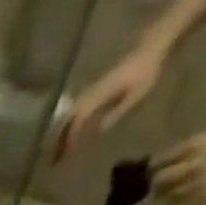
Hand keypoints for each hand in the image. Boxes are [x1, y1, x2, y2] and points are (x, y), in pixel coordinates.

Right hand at [54, 44, 164, 159]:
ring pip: (69, 113)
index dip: (69, 139)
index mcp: (99, 95)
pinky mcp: (96, 87)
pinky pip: (77, 108)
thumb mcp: (136, 95)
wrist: (152, 46)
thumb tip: (99, 130)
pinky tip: (71, 131)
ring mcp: (93, 89)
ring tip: (57, 148)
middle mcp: (91, 92)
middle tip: (53, 159)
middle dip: (58, 139)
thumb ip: (117, 112)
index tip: (64, 156)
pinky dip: (70, 122)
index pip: (78, 120)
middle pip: (68, 118)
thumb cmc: (147, 71)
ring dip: (61, 132)